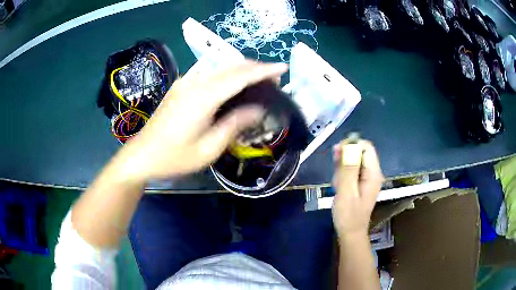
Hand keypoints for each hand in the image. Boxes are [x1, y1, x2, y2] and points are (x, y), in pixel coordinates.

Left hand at [114, 60, 287, 181]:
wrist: (141, 156)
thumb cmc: (173, 158)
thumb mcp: (208, 149)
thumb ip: (234, 125)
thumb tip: (258, 110)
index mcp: (202, 97)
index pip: (240, 76)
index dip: (264, 70)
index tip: (282, 67)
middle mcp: (194, 83)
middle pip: (231, 66)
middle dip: (255, 68)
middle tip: (274, 80)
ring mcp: (185, 83)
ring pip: (220, 67)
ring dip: (241, 70)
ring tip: (258, 82)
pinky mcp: (180, 87)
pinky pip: (208, 73)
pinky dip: (226, 74)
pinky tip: (232, 86)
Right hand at [331, 140, 382, 238]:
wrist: (350, 232)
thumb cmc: (348, 215)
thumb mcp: (346, 192)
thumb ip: (349, 169)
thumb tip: (349, 146)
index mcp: (373, 174)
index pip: (367, 148)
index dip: (352, 145)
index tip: (337, 152)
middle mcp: (373, 173)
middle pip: (360, 153)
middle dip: (346, 158)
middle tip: (335, 171)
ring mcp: (367, 178)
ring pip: (354, 161)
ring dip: (343, 168)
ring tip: (337, 183)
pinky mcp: (361, 183)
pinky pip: (352, 171)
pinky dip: (343, 174)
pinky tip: (338, 185)